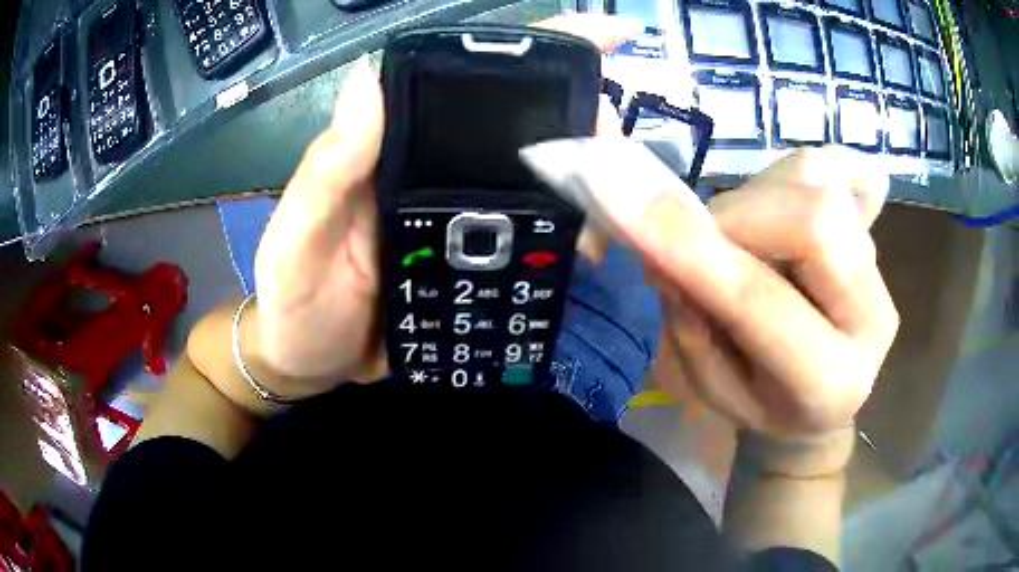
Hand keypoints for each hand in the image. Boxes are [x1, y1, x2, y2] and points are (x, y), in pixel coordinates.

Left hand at [247, 15, 640, 394]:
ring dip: (586, 186)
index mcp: (395, 147)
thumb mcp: (299, 238)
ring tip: (612, 219)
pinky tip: (587, 249)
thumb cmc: (293, 301)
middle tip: (621, 164)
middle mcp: (437, 167)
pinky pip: (532, 237)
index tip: (611, 35)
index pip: (470, 77)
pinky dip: (566, 235)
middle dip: (584, 124)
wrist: (308, 363)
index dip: (537, 48)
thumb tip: (367, 76)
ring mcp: (462, 217)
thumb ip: (328, 169)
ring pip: (540, 178)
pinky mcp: (475, 261)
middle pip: (524, 121)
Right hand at [521, 142, 898, 444]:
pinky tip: (785, 206)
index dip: (691, 246)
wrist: (823, 401)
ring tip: (746, 239)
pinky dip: (796, 172)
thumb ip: (688, 319)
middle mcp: (871, 317)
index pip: (759, 299)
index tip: (620, 201)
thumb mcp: (713, 390)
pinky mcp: (876, 231)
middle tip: (705, 242)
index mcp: (827, 382)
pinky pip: (840, 166)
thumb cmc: (764, 405)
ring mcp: (880, 267)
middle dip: (735, 218)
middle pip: (810, 218)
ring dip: (757, 197)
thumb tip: (656, 239)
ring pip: (816, 182)